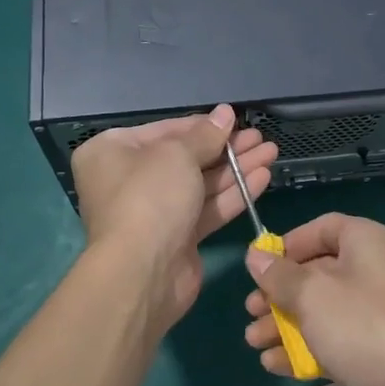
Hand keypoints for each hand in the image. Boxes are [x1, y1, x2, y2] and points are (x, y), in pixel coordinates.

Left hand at [72, 104, 277, 336]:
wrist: (142, 273)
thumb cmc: (150, 197)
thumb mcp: (177, 154)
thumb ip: (205, 134)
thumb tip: (225, 113)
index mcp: (113, 151)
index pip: (165, 130)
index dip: (203, 125)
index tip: (236, 120)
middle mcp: (129, 179)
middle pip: (185, 157)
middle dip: (225, 148)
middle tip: (260, 137)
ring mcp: (153, 211)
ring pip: (200, 183)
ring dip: (236, 168)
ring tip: (271, 152)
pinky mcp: (176, 238)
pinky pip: (207, 209)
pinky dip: (233, 194)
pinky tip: (262, 178)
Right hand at [243, 213, 384, 385]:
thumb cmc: (365, 327)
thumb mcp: (313, 295)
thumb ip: (280, 276)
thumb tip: (256, 256)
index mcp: (366, 243)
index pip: (323, 228)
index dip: (290, 244)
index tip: (260, 265)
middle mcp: (371, 272)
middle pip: (316, 272)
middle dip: (279, 292)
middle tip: (251, 310)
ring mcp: (372, 316)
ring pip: (319, 311)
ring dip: (283, 324)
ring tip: (253, 340)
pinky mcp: (371, 354)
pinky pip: (330, 342)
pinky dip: (302, 350)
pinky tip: (273, 364)